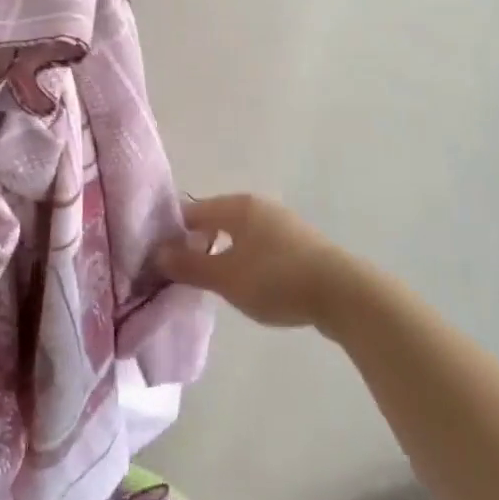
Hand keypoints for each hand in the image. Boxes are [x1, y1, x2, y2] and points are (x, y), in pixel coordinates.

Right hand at [154, 193, 360, 329]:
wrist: (342, 293)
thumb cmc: (276, 279)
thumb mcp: (226, 277)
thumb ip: (189, 265)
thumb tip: (157, 253)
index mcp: (237, 206)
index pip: (192, 211)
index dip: (172, 233)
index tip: (158, 259)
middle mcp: (258, 206)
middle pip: (216, 220)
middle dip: (196, 244)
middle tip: (181, 274)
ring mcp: (281, 223)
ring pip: (238, 234)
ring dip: (221, 253)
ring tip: (211, 282)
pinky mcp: (298, 244)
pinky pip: (258, 245)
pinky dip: (244, 259)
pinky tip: (246, 284)